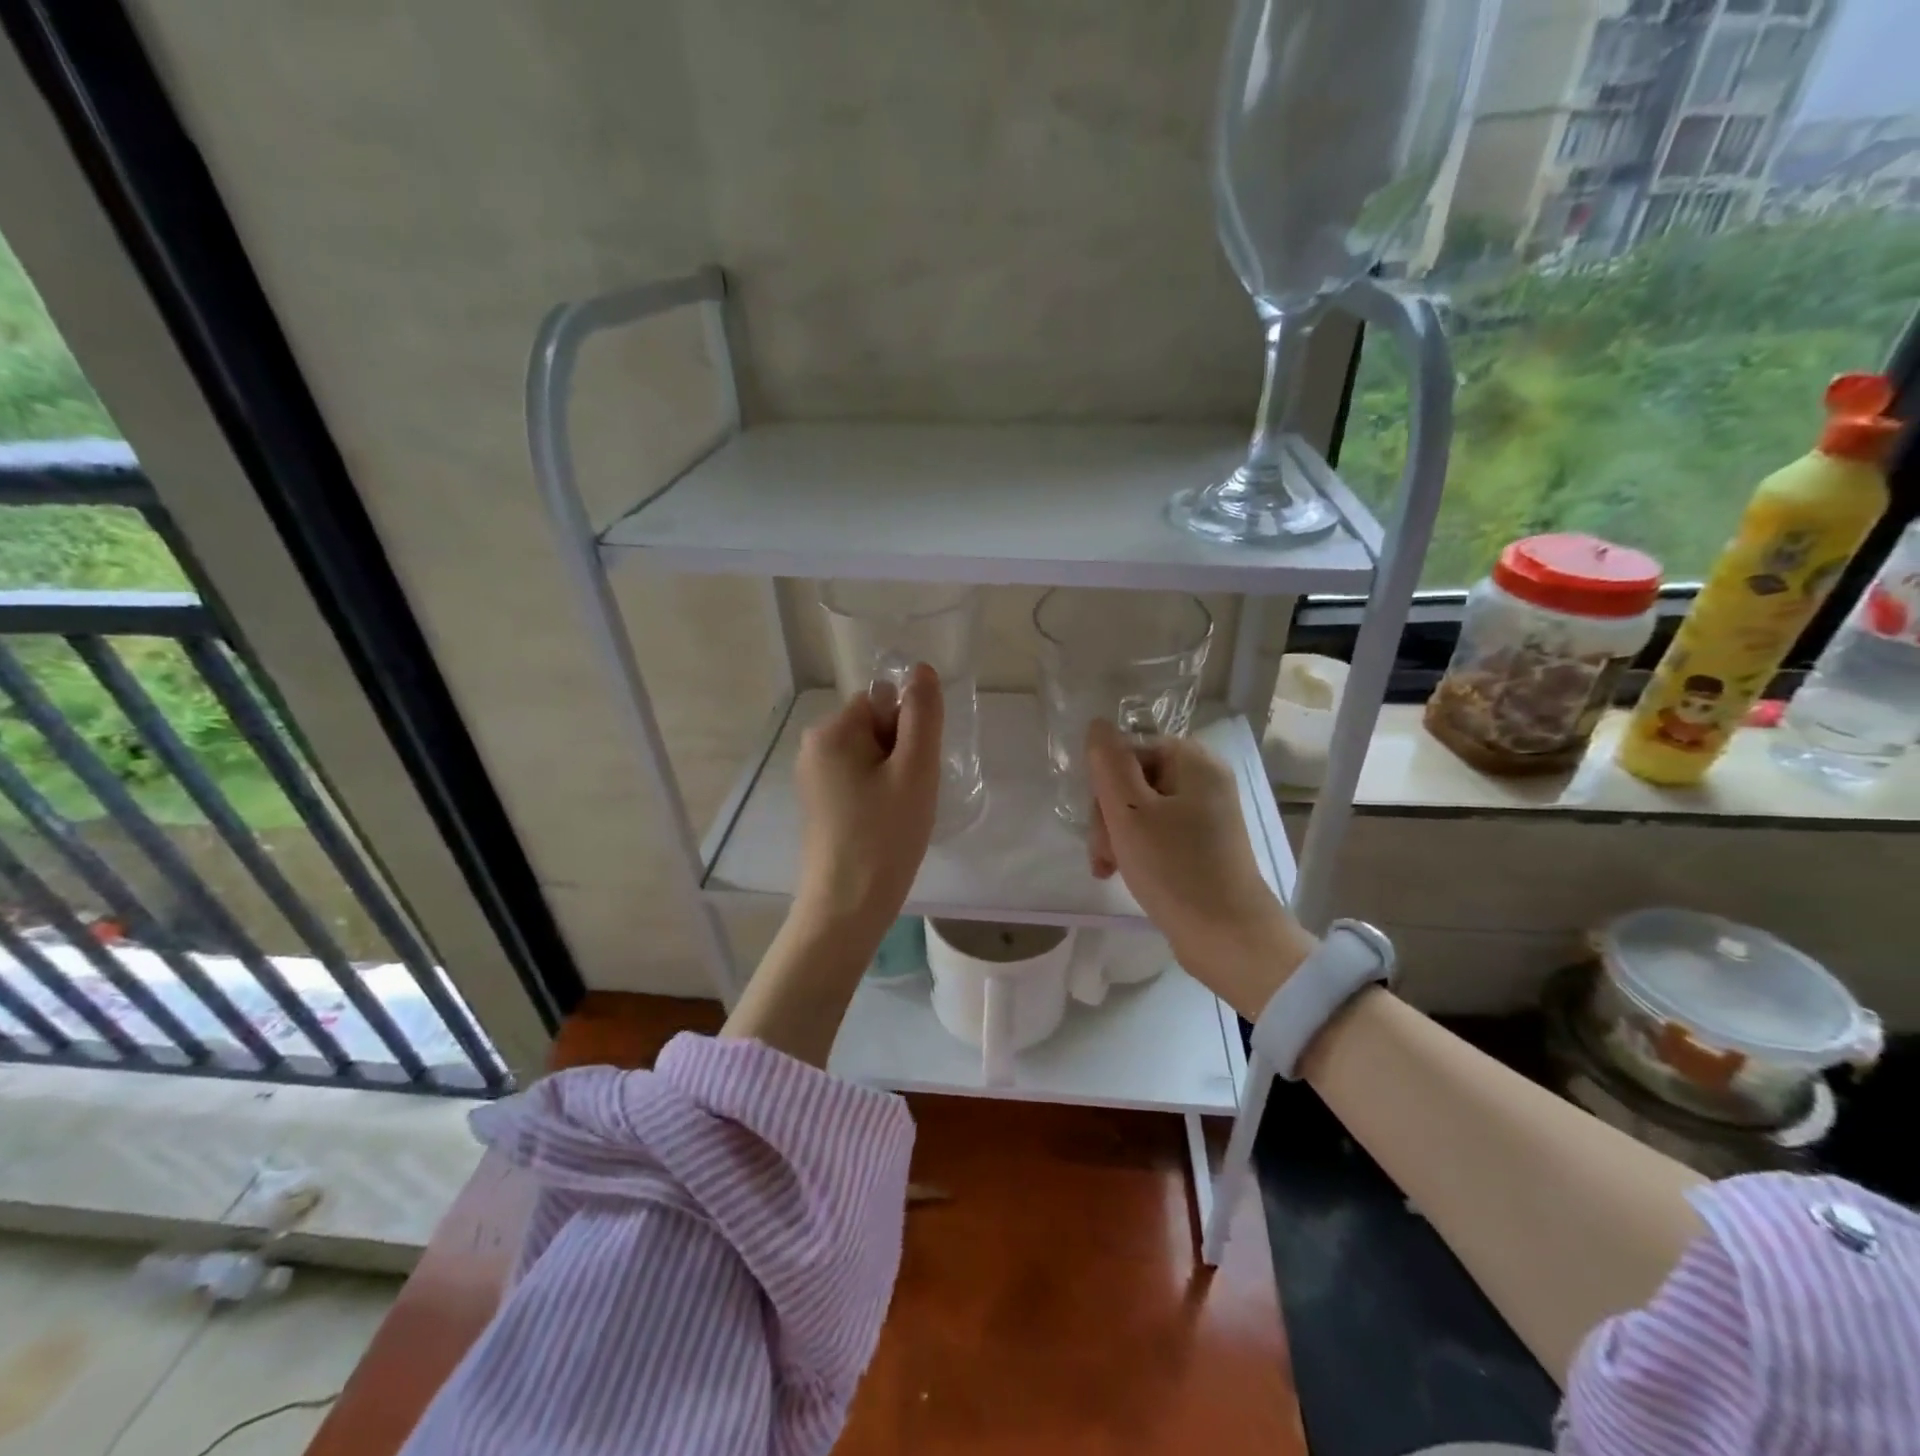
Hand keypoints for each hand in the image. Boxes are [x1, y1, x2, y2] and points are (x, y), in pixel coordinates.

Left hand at [794, 662, 943, 933]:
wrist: (847, 907)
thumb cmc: (885, 836)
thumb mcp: (915, 770)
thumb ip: (922, 716)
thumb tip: (921, 670)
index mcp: (830, 732)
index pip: (883, 703)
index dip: (908, 732)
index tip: (914, 770)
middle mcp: (813, 748)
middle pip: (875, 728)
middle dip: (901, 755)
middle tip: (910, 796)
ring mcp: (813, 778)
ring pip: (871, 757)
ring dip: (894, 777)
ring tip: (899, 814)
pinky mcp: (819, 804)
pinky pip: (859, 781)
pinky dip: (879, 796)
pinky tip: (885, 825)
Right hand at [1086, 719, 1315, 1018]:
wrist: (1227, 937)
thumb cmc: (1174, 868)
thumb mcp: (1129, 811)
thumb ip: (1109, 763)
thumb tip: (1098, 724)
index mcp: (1194, 761)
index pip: (1129, 751)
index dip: (1105, 784)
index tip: (1098, 822)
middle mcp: (1205, 779)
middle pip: (1135, 780)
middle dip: (1109, 815)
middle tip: (1103, 854)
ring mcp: (1208, 813)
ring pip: (1142, 809)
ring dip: (1118, 835)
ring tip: (1108, 869)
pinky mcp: (1205, 843)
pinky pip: (1159, 831)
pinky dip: (1138, 848)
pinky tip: (1124, 872)